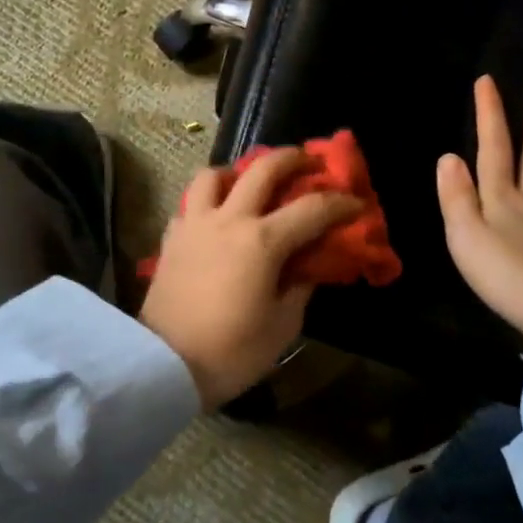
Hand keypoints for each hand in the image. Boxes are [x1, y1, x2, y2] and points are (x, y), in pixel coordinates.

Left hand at [140, 149, 361, 410]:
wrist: (165, 364)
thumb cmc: (231, 351)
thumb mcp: (283, 326)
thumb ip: (300, 288)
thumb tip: (308, 267)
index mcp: (263, 241)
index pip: (313, 208)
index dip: (341, 203)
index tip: (357, 203)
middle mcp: (230, 219)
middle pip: (263, 168)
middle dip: (292, 158)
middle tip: (308, 163)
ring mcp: (196, 223)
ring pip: (215, 174)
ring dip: (238, 171)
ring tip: (249, 184)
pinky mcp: (171, 237)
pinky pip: (191, 203)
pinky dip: (208, 200)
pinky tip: (216, 217)